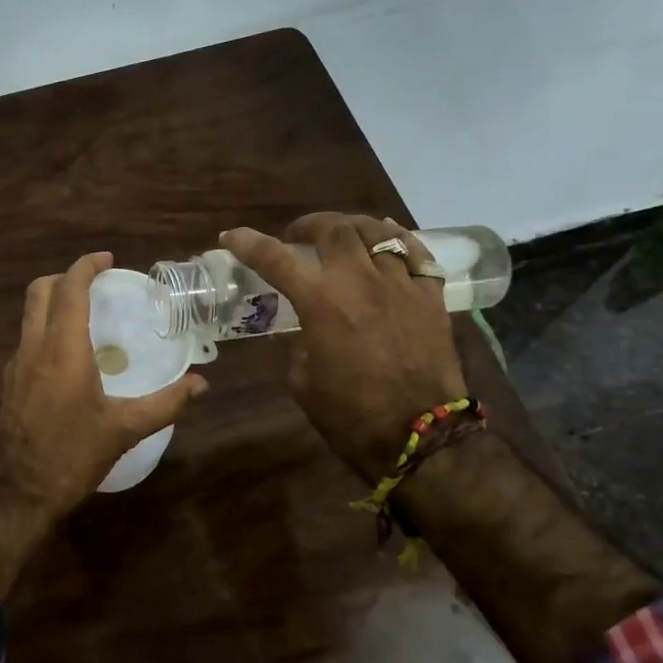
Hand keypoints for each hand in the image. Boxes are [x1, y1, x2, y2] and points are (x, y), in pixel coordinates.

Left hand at [0, 252, 207, 591]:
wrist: (15, 492)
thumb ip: (165, 404)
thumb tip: (202, 385)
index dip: (86, 266)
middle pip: (39, 291)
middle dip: (65, 277)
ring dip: (53, 302)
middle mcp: (33, 347)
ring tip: (86, 315)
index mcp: (62, 348)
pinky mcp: (9, 384)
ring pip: (29, 315)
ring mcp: (16, 365)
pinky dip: (46, 329)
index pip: (69, 288)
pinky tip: (69, 355)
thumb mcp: (124, 430)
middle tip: (95, 282)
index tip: (107, 259)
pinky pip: (27, 339)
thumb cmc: (71, 455)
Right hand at [221, 213, 466, 484]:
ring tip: (342, 234)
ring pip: (377, 232)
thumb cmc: (350, 415)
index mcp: (321, 302)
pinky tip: (389, 240)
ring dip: (352, 227)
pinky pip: (417, 254)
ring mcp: (401, 285)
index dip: (248, 242)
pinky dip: (398, 240)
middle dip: (309, 225)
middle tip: (298, 236)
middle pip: (334, 230)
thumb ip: (300, 344)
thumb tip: (308, 331)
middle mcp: (360, 281)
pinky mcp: (431, 298)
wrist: (419, 436)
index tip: (230, 237)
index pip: (275, 258)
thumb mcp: (304, 381)